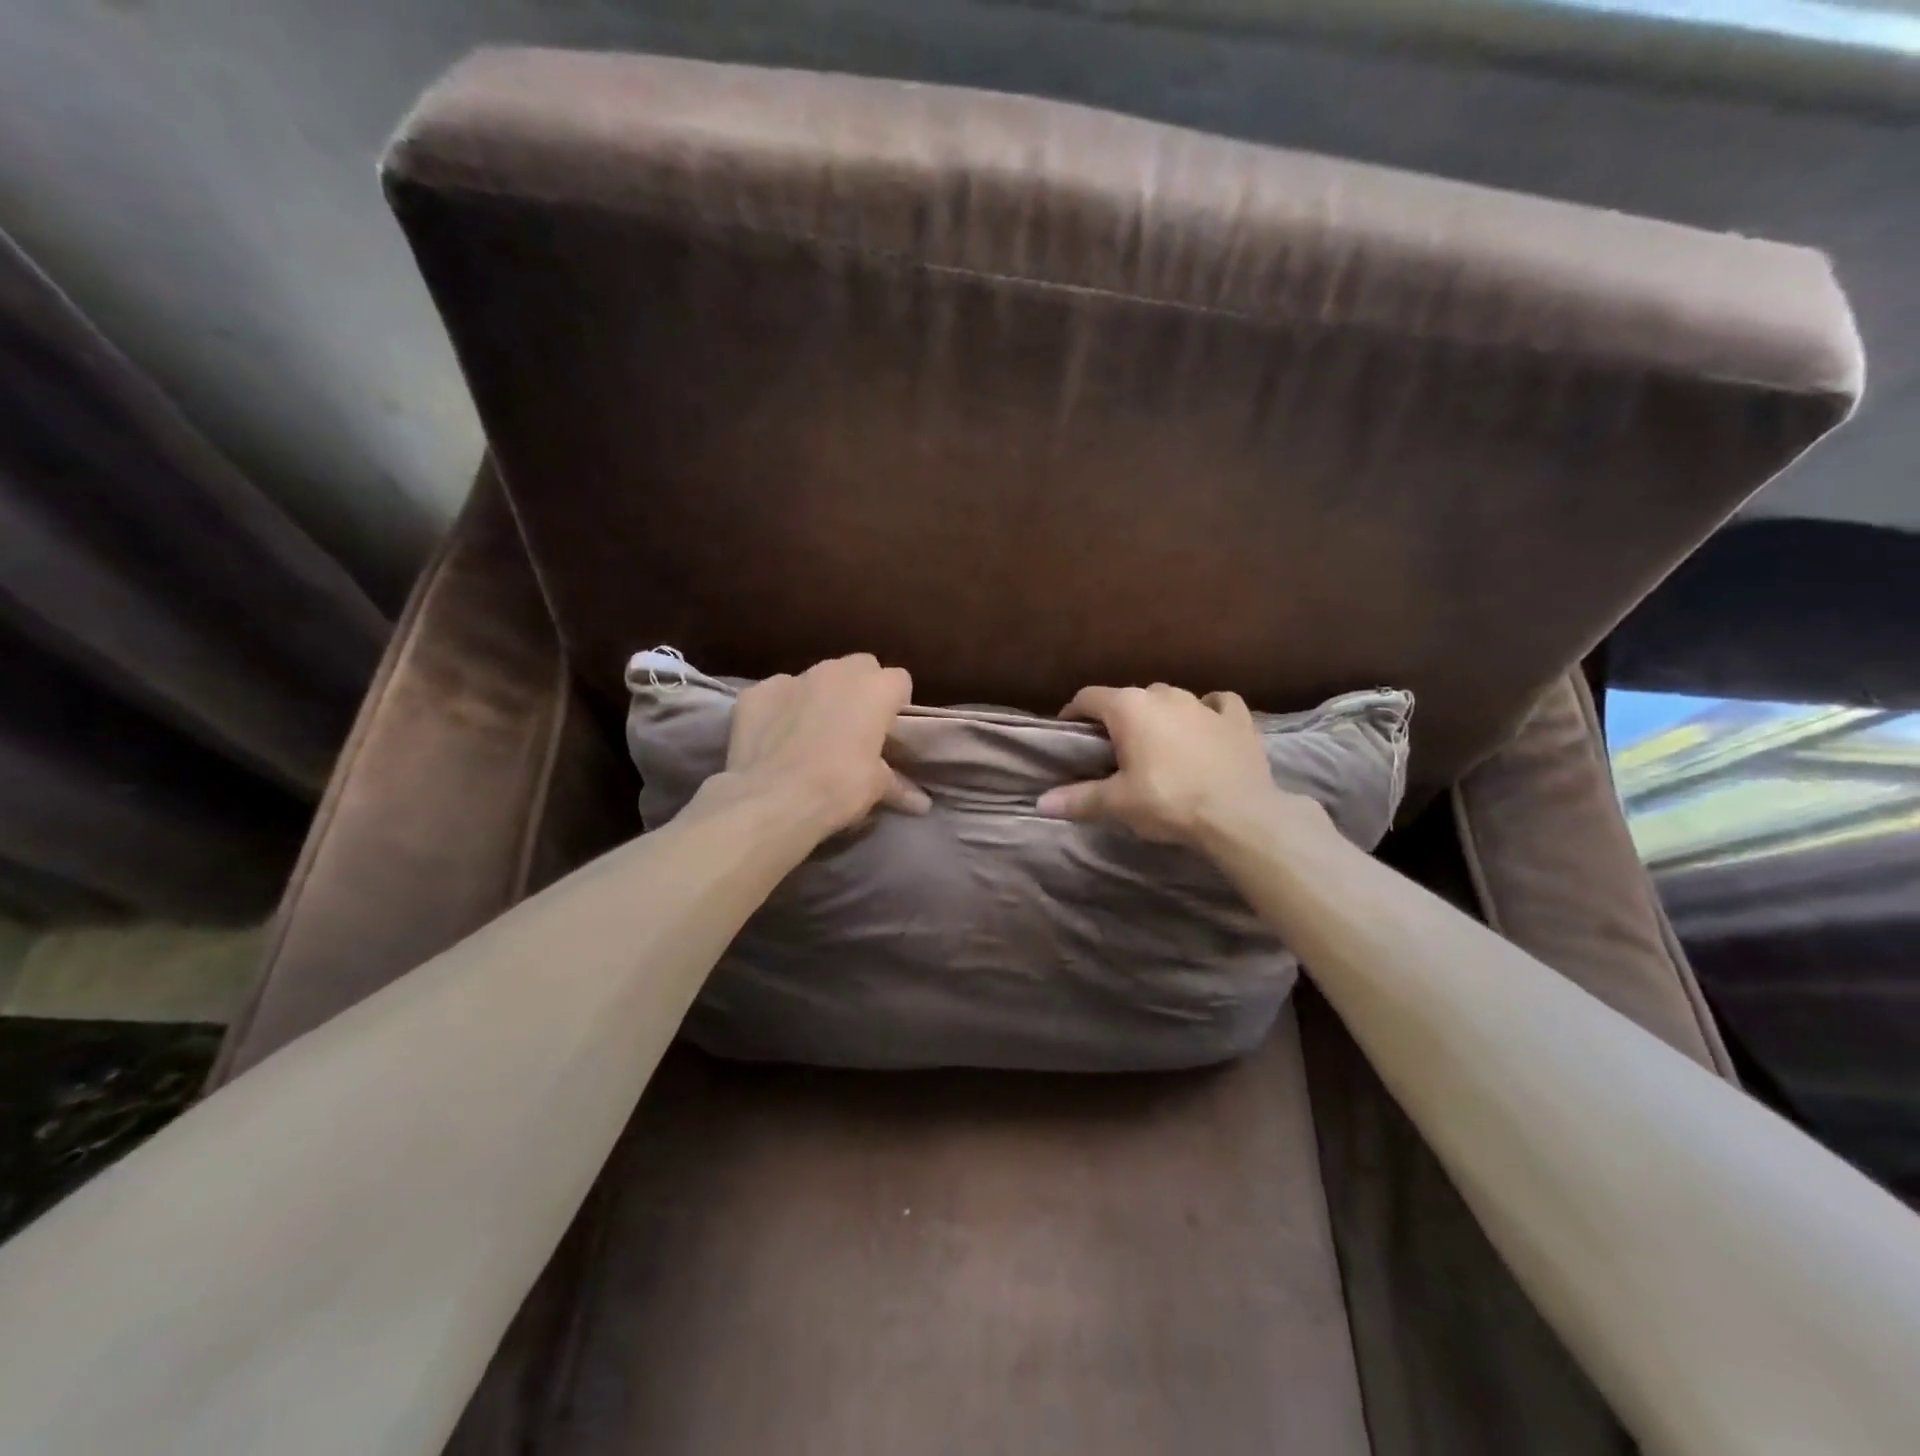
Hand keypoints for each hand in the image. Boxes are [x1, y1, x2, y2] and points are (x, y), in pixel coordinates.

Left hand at [721, 654, 930, 834]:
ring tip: (812, 733)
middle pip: (859, 667)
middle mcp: (837, 671)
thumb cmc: (840, 787)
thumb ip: (898, 786)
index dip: (895, 704)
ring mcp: (792, 677)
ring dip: (819, 697)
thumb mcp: (876, 789)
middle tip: (854, 727)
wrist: (773, 799)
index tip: (889, 730)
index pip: (899, 681)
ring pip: (815, 677)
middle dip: (860, 690)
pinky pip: (776, 694)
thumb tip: (922, 804)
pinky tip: (775, 738)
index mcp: (876, 688)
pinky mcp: (755, 692)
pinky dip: (779, 710)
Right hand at [1037, 684, 1311, 847]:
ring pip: (1171, 699)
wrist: (1239, 814)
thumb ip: (1078, 799)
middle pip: (1130, 698)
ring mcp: (1204, 703)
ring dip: (1159, 715)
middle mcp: (1165, 694)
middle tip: (1113, 749)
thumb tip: (1040, 803)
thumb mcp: (1117, 804)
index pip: (1088, 697)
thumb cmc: (1169, 801)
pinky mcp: (1238, 718)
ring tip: (1157, 743)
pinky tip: (1206, 725)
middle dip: (1118, 718)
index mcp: (1130, 707)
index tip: (1068, 733)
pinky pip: (1217, 704)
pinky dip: (1207, 711)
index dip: (1073, 713)